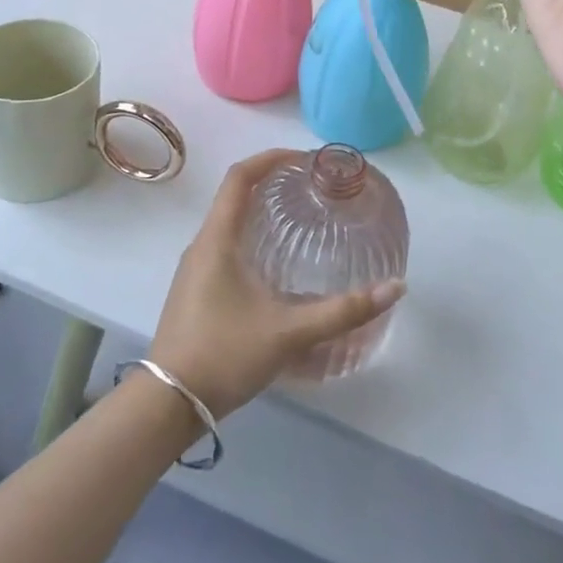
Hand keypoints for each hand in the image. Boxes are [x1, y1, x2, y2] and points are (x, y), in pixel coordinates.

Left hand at [147, 150, 405, 417]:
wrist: (168, 403)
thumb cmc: (224, 354)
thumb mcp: (289, 332)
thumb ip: (342, 311)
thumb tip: (394, 288)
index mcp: (217, 239)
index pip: (239, 177)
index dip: (270, 158)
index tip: (303, 159)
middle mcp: (202, 245)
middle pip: (234, 195)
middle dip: (270, 182)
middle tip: (309, 187)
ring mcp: (195, 268)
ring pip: (228, 222)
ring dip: (259, 211)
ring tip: (297, 218)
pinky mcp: (196, 290)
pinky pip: (224, 245)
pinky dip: (251, 236)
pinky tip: (274, 264)